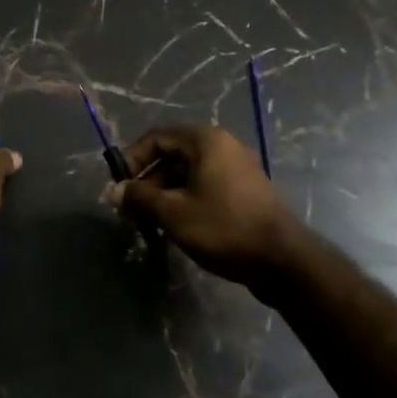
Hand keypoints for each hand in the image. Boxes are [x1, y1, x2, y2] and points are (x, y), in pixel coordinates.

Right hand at [113, 124, 304, 294]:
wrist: (282, 259)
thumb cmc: (224, 227)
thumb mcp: (174, 213)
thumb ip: (140, 198)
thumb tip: (113, 191)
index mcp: (205, 140)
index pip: (157, 138)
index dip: (132, 160)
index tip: (118, 187)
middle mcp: (221, 146)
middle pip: (172, 156)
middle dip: (147, 181)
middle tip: (130, 210)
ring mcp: (235, 169)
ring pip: (188, 174)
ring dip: (164, 195)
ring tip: (149, 223)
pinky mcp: (243, 192)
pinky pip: (204, 187)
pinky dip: (185, 201)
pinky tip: (175, 228)